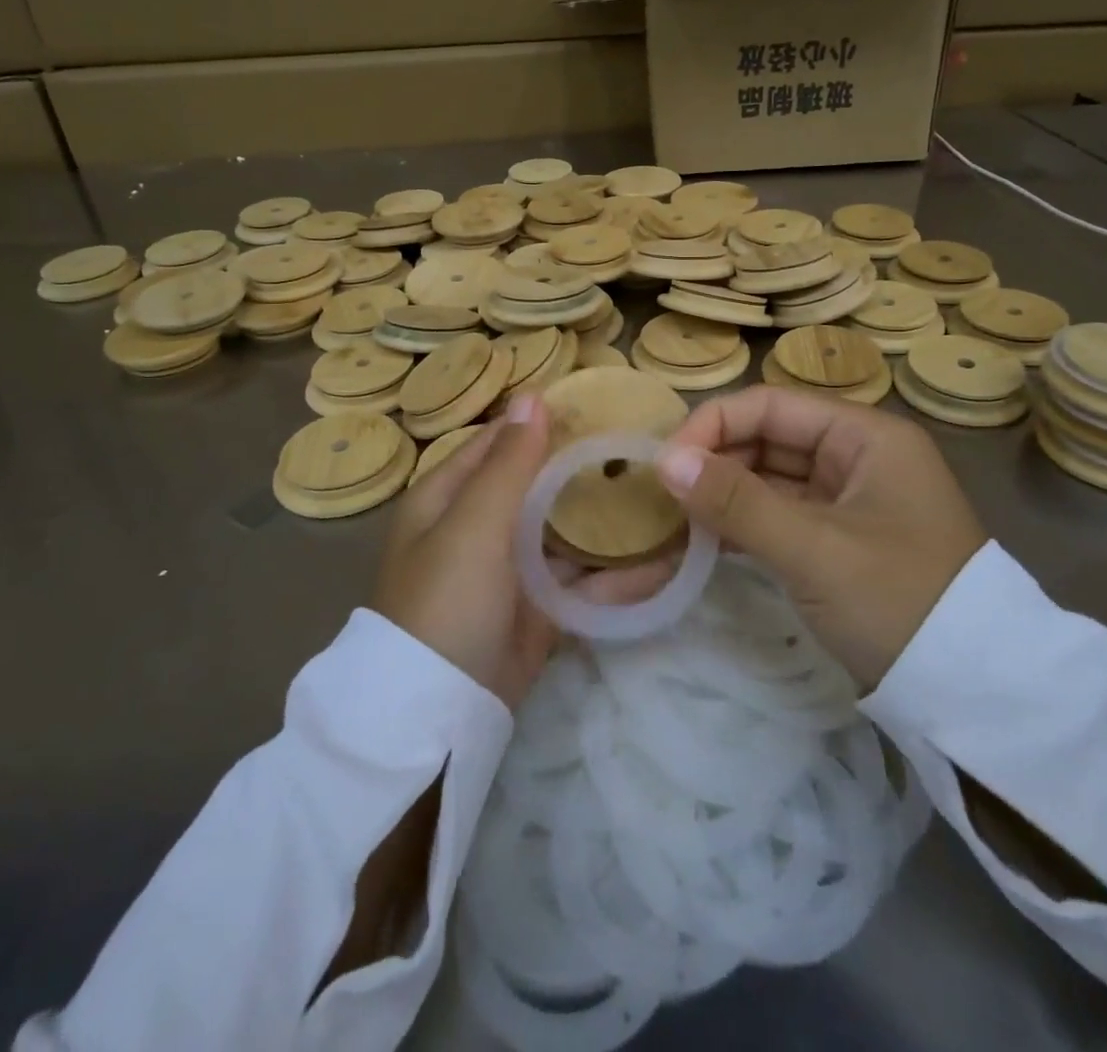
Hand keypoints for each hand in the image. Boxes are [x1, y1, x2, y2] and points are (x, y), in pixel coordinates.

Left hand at [373, 395, 672, 709]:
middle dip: (582, 470)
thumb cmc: (446, 599)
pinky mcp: (540, 611)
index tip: (596, 407)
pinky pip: (583, 583)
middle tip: (642, 449)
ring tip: (664, 497)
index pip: (498, 444)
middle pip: (537, 486)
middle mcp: (478, 528)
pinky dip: (619, 575)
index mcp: (449, 498)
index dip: (540, 423)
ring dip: (607, 522)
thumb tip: (532, 396)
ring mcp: (511, 572)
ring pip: (565, 534)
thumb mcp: (472, 524)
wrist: (438, 711)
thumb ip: (509, 463)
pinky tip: (667, 561)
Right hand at [656, 386, 987, 687]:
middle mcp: (856, 456)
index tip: (665, 463)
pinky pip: (778, 514)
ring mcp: (847, 499)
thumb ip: (737, 502)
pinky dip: (742, 523)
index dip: (713, 425)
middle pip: (768, 438)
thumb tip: (664, 461)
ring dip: (723, 494)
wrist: (974, 693)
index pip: (771, 406)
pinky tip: (704, 537)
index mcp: (864, 436)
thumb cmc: (898, 601)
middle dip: (714, 461)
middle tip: (662, 495)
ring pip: (769, 478)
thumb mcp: (813, 550)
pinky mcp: (837, 539)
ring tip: (674, 517)